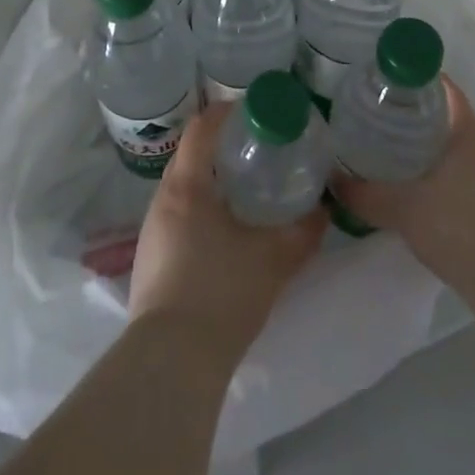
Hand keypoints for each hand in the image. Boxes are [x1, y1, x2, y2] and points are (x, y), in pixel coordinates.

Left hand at [128, 102, 325, 362]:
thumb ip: (304, 232)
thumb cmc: (222, 294)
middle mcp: (162, 200)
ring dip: (210, 182)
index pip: (201, 128)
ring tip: (244, 191)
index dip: (226, 112)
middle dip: (221, 148)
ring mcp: (151, 231)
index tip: (254, 112)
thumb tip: (325, 209)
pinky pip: (176, 217)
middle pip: (190, 156)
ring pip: (183, 189)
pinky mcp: (149, 260)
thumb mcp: (274, 260)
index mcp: (186, 187)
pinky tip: (223, 234)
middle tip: (257, 152)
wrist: (171, 362)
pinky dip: (200, 210)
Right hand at [330, 77, 474, 292]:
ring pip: (453, 150)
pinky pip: (460, 177)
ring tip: (388, 151)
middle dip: (414, 116)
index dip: (415, 79)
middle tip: (376, 116)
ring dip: (425, 149)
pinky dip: (436, 176)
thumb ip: (365, 193)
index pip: (444, 89)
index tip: (384, 81)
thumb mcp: (403, 207)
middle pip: (447, 118)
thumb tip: (331, 181)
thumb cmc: (460, 225)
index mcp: (469, 131)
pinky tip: (412, 190)